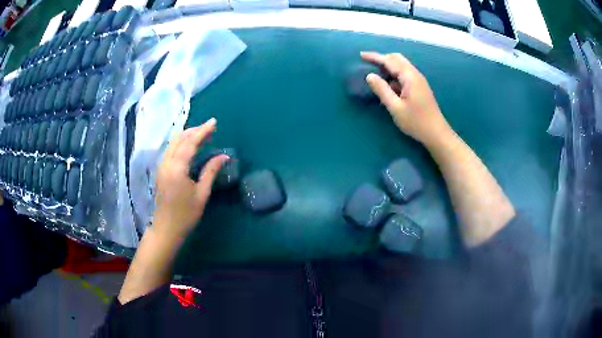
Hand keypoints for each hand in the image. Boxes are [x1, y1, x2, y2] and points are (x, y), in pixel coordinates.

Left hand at [152, 118, 228, 239]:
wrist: (166, 229)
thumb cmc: (185, 214)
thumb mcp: (201, 194)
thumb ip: (211, 172)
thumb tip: (223, 156)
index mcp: (177, 168)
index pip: (190, 143)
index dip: (203, 131)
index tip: (214, 122)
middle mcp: (166, 163)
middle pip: (179, 139)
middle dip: (194, 130)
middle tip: (210, 128)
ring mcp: (161, 166)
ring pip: (173, 143)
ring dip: (187, 136)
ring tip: (202, 134)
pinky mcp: (161, 171)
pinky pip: (171, 150)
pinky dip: (181, 144)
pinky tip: (190, 147)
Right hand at [361, 52, 452, 147]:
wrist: (436, 133)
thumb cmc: (416, 122)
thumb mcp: (395, 108)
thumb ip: (382, 90)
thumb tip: (369, 76)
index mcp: (409, 77)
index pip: (390, 61)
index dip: (375, 57)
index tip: (361, 55)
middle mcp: (415, 74)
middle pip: (397, 59)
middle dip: (382, 58)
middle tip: (368, 63)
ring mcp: (419, 81)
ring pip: (401, 66)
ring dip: (388, 66)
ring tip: (376, 73)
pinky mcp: (420, 87)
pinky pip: (405, 75)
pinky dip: (394, 75)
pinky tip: (388, 85)